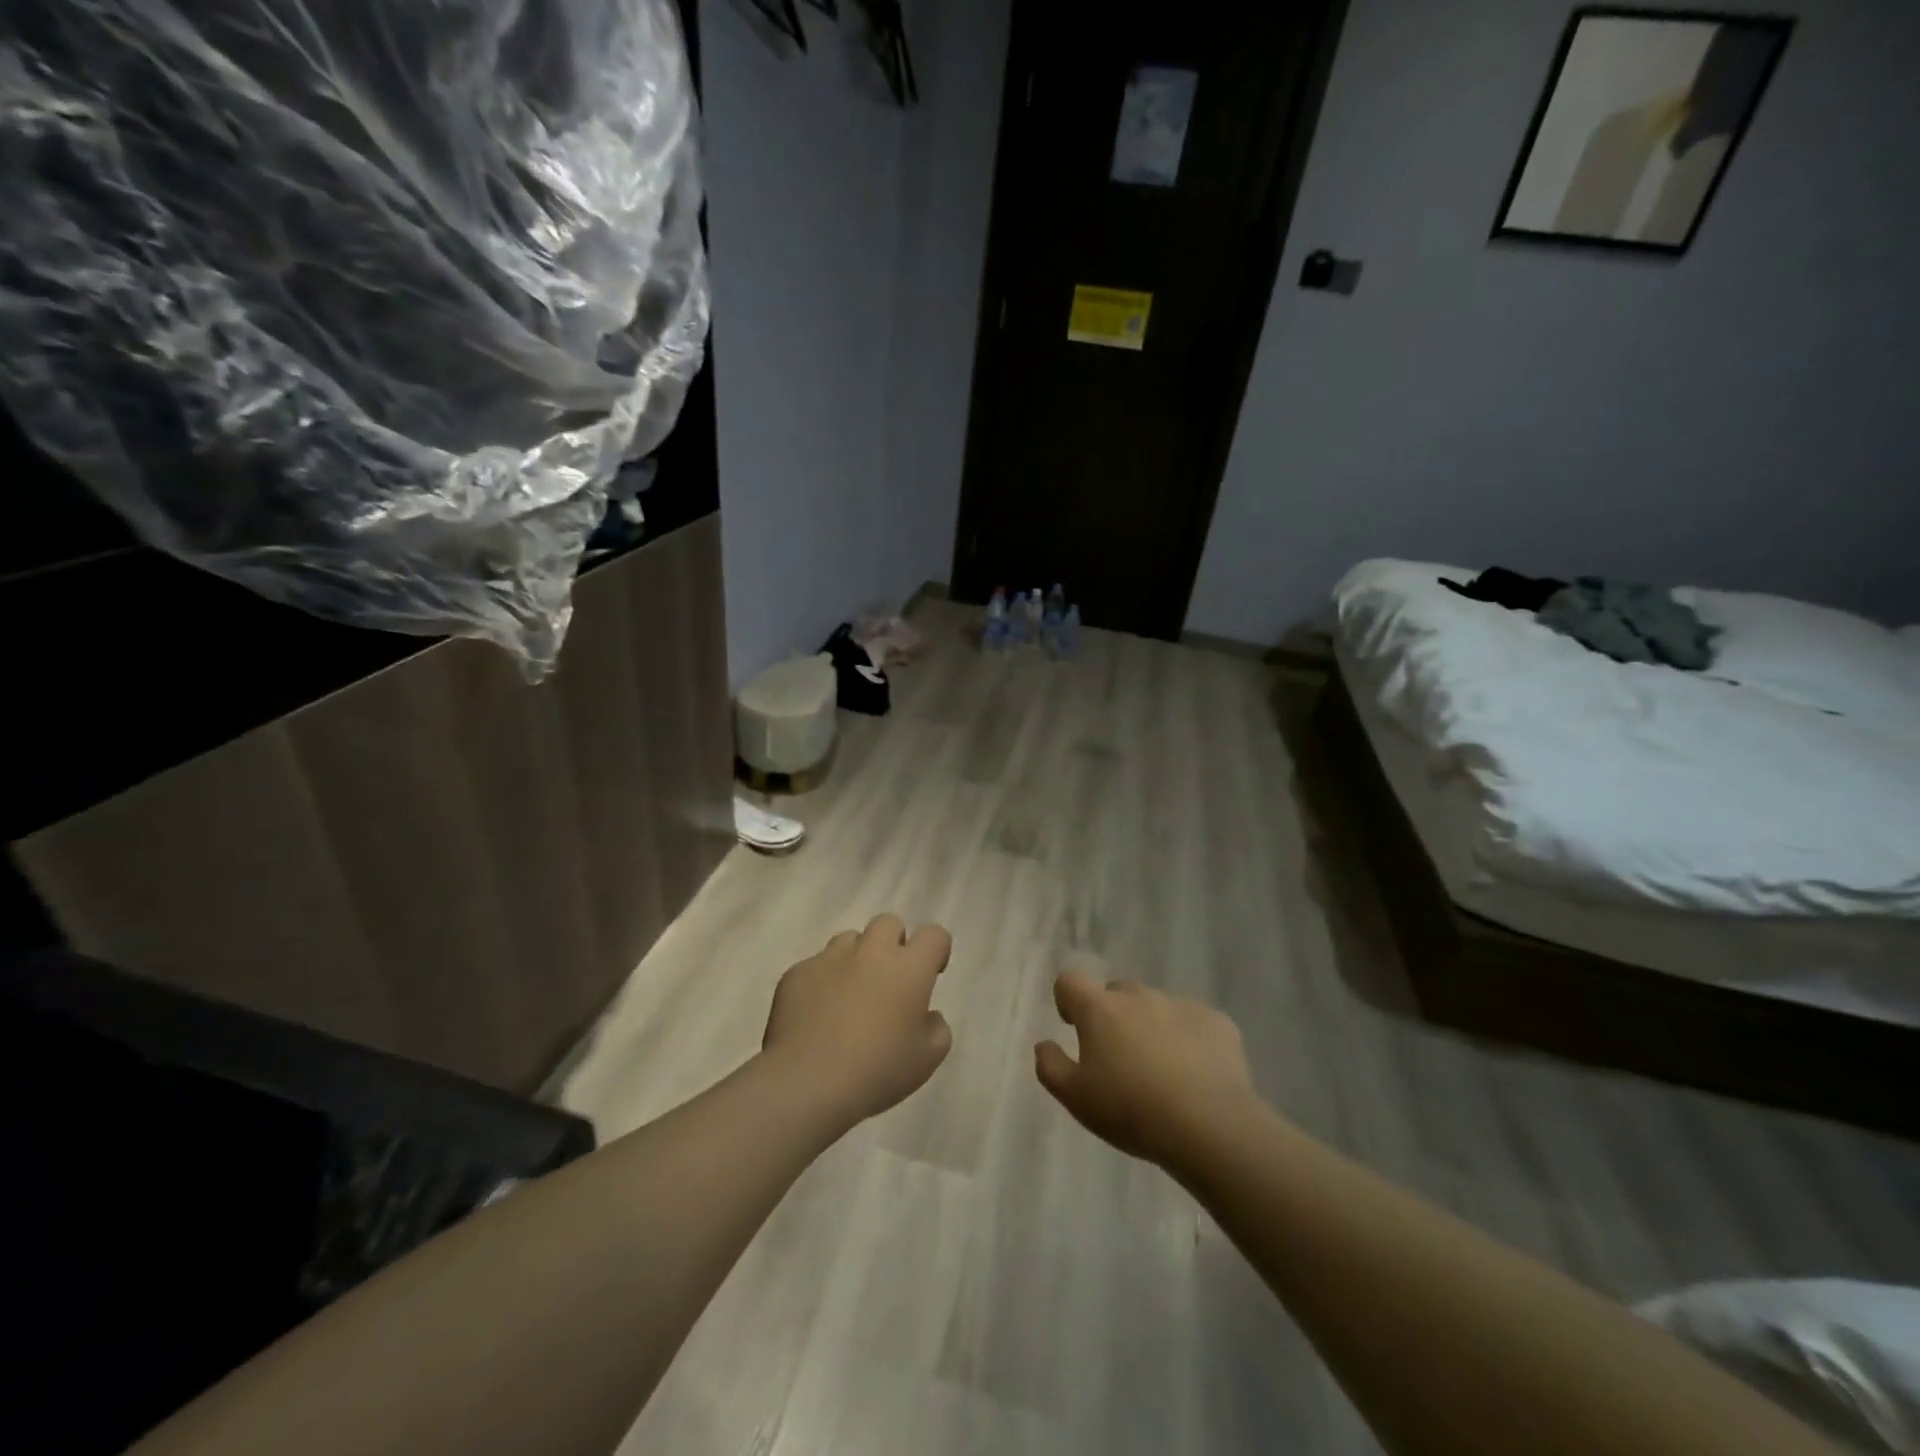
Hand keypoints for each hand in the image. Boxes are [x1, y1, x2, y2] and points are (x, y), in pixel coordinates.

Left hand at [762, 914, 953, 1128]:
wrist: (807, 1082)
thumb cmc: (877, 1071)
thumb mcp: (928, 1060)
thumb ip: (937, 1028)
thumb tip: (926, 1015)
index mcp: (908, 968)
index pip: (934, 935)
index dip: (936, 950)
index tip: (931, 974)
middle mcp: (871, 952)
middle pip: (888, 923)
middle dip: (893, 943)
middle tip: (889, 980)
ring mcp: (830, 959)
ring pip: (849, 940)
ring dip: (856, 959)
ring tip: (849, 996)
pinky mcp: (797, 973)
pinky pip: (815, 967)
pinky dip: (822, 983)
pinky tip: (816, 1016)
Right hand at [1035, 967, 1256, 1169]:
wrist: (1209, 1124)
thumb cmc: (1131, 1109)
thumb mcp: (1075, 1098)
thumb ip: (1050, 1066)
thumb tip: (1044, 1044)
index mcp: (1100, 1008)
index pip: (1071, 980)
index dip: (1067, 998)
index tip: (1073, 1025)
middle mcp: (1138, 996)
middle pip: (1116, 993)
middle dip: (1112, 1016)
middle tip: (1119, 1058)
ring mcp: (1180, 1004)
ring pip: (1155, 1007)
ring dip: (1150, 1027)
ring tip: (1161, 1071)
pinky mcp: (1217, 1021)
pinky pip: (1193, 1022)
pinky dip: (1188, 1039)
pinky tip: (1195, 1074)